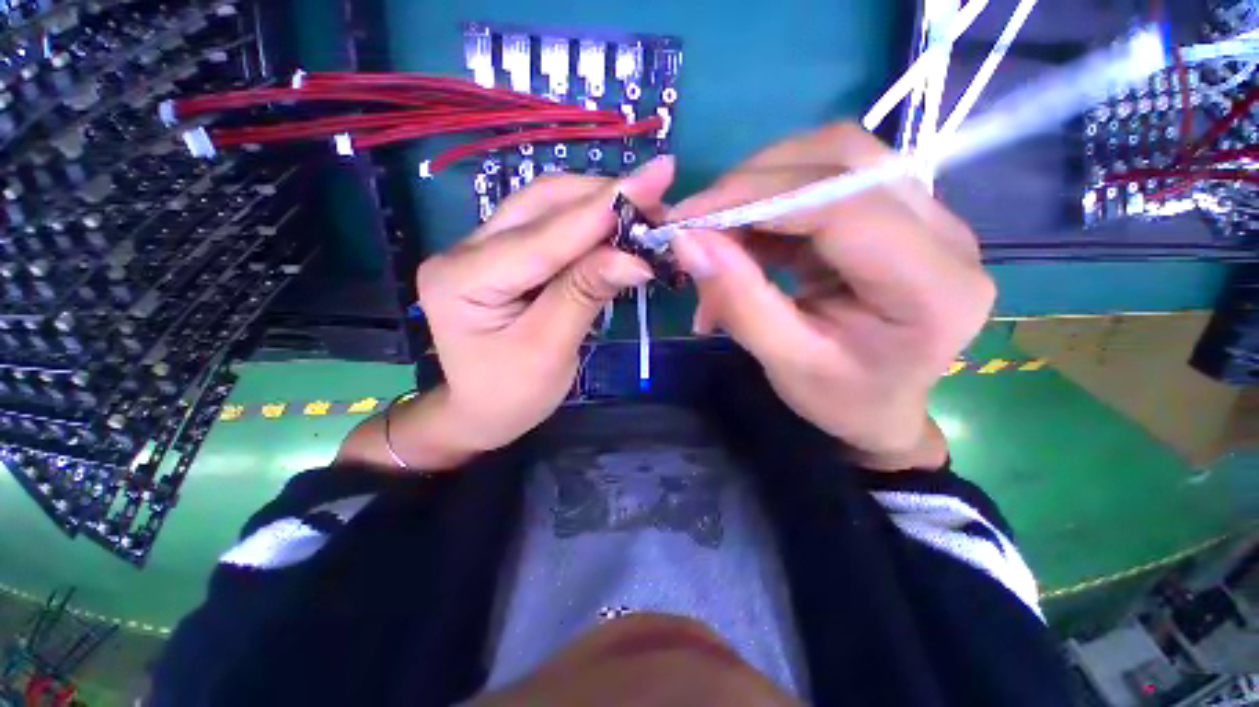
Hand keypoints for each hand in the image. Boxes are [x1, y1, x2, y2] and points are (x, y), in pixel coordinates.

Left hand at [414, 156, 674, 456]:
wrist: (479, 411)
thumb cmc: (512, 394)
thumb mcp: (551, 350)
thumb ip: (585, 295)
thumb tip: (634, 258)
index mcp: (464, 279)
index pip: (545, 236)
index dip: (603, 208)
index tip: (656, 178)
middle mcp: (464, 250)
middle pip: (541, 204)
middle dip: (603, 197)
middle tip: (656, 198)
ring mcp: (479, 248)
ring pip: (544, 206)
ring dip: (596, 204)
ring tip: (642, 210)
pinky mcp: (499, 254)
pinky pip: (547, 225)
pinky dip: (585, 222)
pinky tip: (613, 225)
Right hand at [669, 123, 992, 469]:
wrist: (881, 407)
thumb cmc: (841, 399)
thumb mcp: (785, 362)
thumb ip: (739, 301)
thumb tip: (687, 241)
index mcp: (933, 287)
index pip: (844, 206)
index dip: (756, 199)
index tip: (687, 219)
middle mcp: (944, 233)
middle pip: (843, 160)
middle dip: (752, 183)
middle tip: (696, 223)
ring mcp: (924, 214)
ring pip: (833, 156)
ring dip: (760, 185)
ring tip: (717, 230)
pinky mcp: (893, 212)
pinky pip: (825, 178)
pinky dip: (770, 199)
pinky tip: (743, 232)